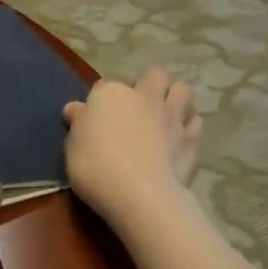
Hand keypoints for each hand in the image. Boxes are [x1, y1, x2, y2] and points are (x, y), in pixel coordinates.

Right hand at [63, 67, 201, 220]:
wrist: (138, 193)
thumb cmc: (95, 167)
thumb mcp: (72, 147)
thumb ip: (78, 124)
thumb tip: (76, 109)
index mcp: (110, 94)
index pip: (104, 86)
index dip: (101, 101)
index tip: (96, 119)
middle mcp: (143, 96)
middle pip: (153, 75)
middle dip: (149, 84)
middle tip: (140, 106)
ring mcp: (171, 116)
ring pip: (182, 90)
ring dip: (175, 98)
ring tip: (166, 115)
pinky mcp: (191, 139)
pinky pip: (195, 123)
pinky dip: (189, 127)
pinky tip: (180, 140)